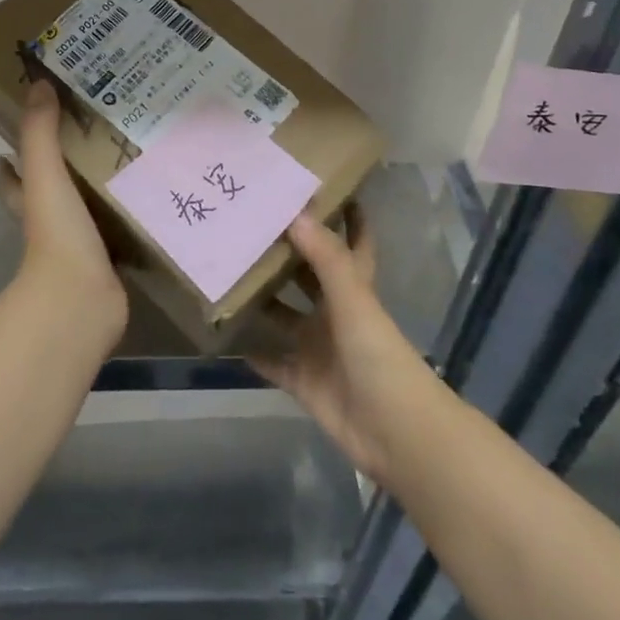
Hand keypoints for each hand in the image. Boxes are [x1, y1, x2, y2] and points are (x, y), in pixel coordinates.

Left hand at [0, 82, 128, 341]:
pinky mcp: (107, 260)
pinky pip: (118, 229)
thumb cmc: (58, 234)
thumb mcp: (46, 175)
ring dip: (100, 188)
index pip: (11, 175)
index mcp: (30, 201)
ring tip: (131, 155)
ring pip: (86, 208)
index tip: (30, 130)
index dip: (12, 157)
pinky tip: (154, 195)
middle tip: (95, 133)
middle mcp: (51, 222)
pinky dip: (129, 215)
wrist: (82, 301)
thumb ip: (40, 133)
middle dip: (65, 167)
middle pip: (51, 190)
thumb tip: (38, 84)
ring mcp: (79, 244)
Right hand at [250, 208, 441, 485]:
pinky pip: (272, 362)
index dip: (345, 217)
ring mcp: (318, 347)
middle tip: (246, 224)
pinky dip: (252, 351)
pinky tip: (224, 334)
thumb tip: (294, 213)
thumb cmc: (379, 357)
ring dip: (261, 300)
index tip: (318, 187)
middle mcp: (335, 313)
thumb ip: (326, 259)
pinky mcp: (303, 380)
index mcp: (354, 289)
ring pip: (284, 317)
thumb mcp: (354, 301)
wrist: (396, 433)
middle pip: (307, 276)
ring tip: (225, 271)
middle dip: (284, 254)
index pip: (351, 243)